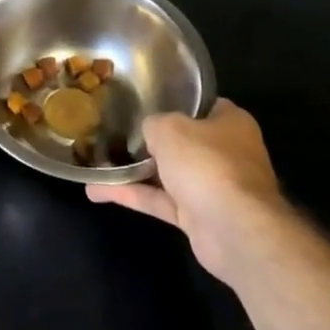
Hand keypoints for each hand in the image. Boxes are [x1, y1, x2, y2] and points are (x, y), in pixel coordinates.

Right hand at [87, 99, 286, 278]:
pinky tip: (96, 190)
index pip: (202, 105)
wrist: (233, 229)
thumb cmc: (206, 162)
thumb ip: (153, 124)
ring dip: (133, 170)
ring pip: (167, 173)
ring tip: (98, 159)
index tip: (144, 100)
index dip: (175, 101)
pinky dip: (130, 195)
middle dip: (151, 139)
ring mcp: (211, 186)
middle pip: (182, 141)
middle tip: (116, 129)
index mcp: (230, 123)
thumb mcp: (169, 127)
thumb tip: (148, 132)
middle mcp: (225, 153)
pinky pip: (158, 200)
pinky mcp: (196, 217)